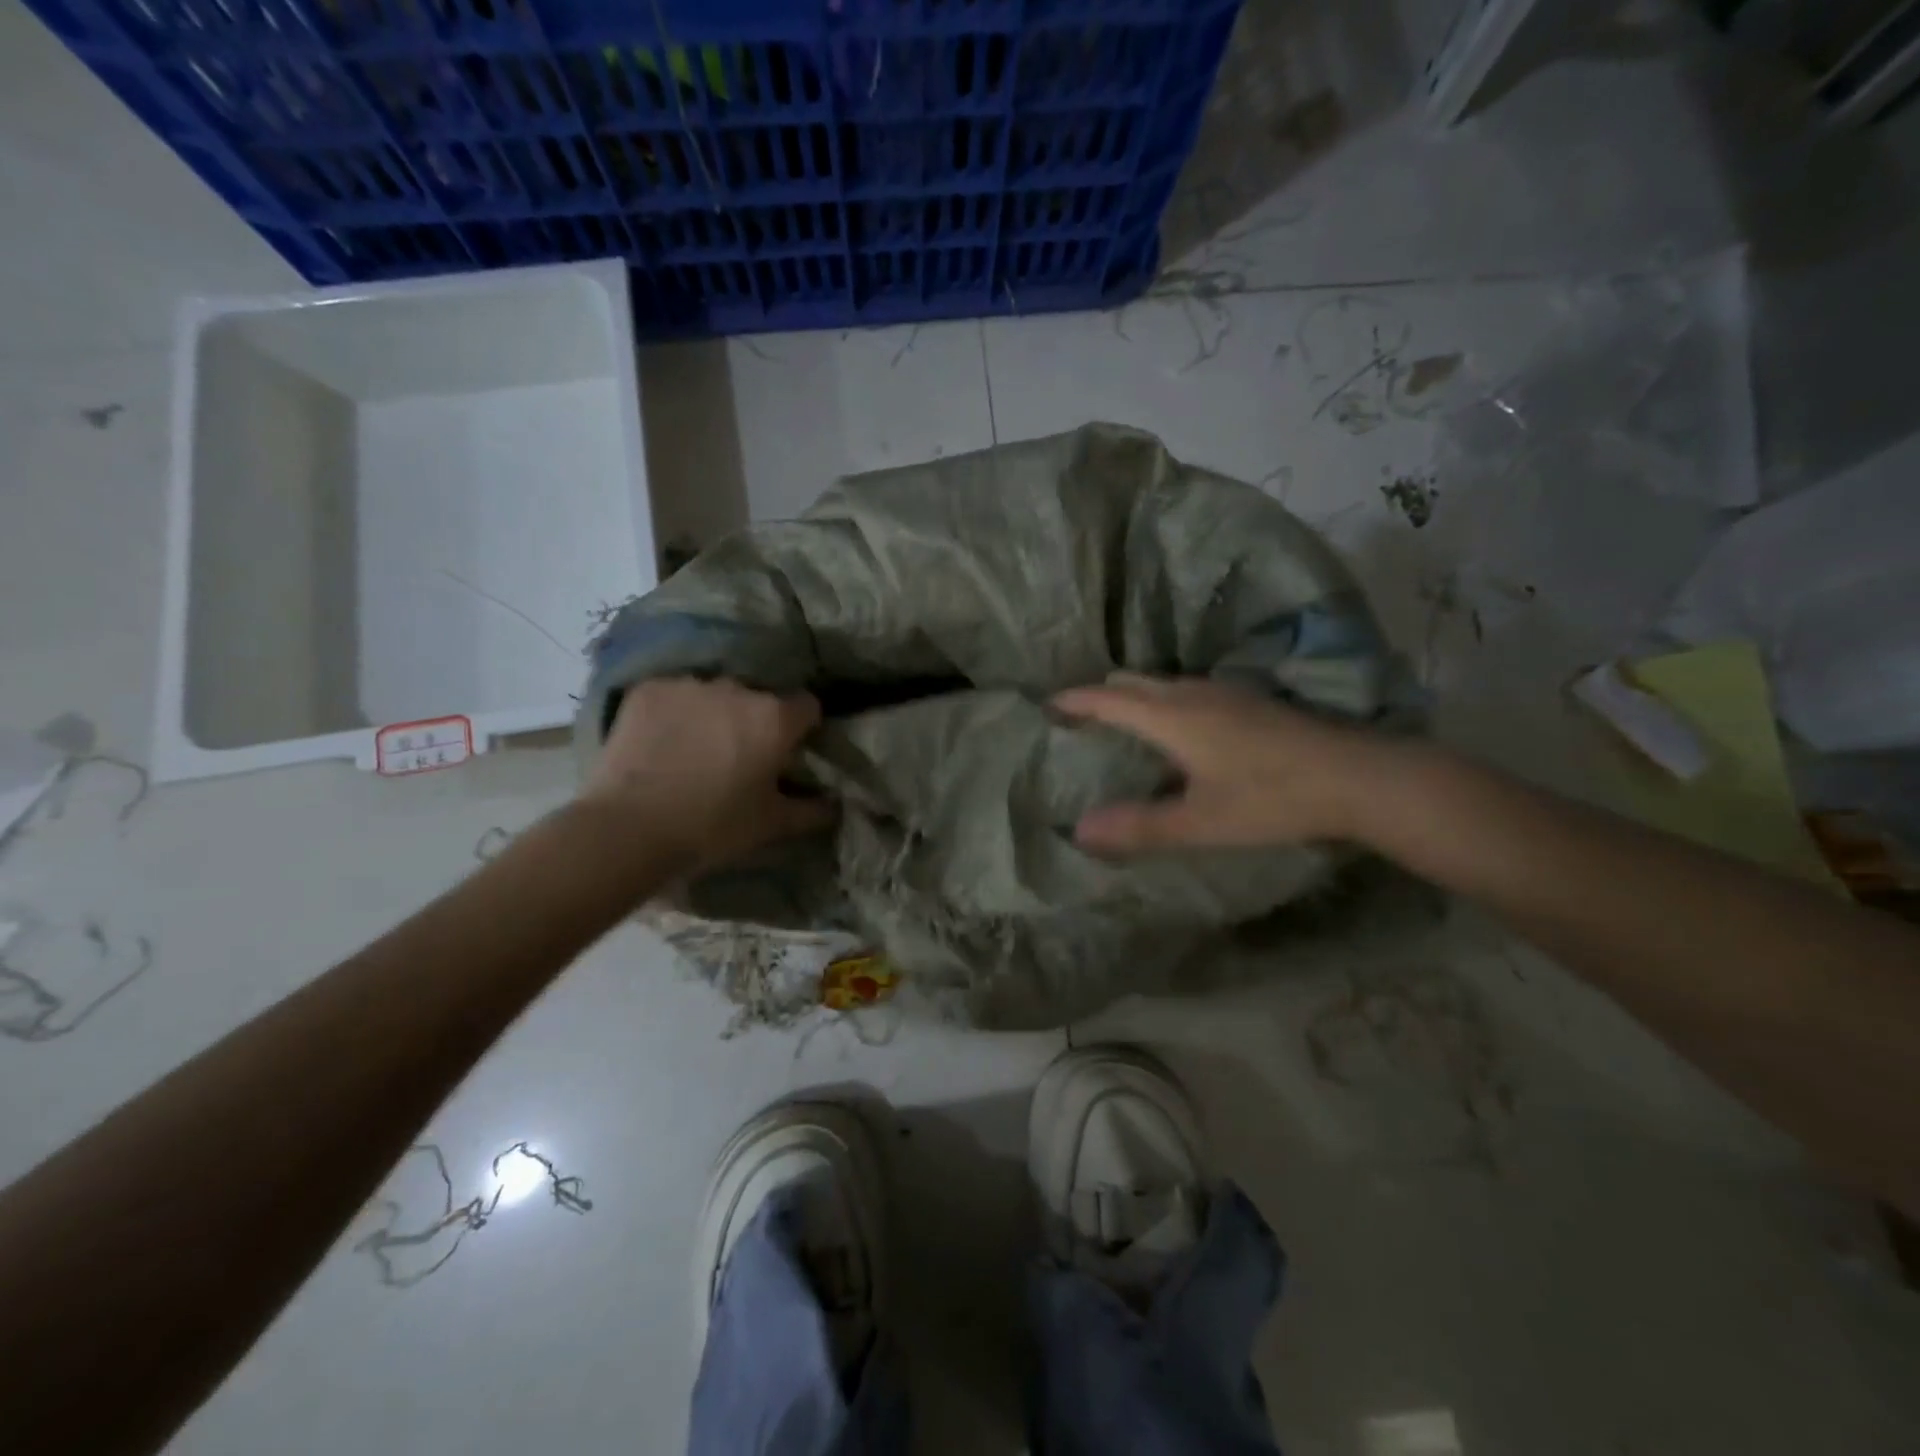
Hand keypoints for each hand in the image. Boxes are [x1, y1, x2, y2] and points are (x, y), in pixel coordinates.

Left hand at [582, 678, 833, 873]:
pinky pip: (673, 695)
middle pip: (758, 699)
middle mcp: (738, 689)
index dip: (803, 728)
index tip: (789, 751)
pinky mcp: (649, 689)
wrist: (629, 828)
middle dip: (754, 721)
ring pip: (714, 695)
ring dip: (713, 714)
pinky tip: (661, 744)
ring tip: (694, 751)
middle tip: (738, 757)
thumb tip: (835, 804)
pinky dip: (674, 713)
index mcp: (775, 718)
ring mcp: (690, 685)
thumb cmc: (713, 826)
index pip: (807, 706)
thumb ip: (813, 810)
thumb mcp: (772, 825)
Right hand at [1054, 674, 1393, 854]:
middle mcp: (1193, 694)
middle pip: (1133, 683)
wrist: (1358, 777)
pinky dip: (1164, 702)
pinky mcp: (1250, 702)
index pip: (1108, 698)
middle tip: (1079, 717)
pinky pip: (1188, 691)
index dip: (1075, 700)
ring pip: (1163, 684)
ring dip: (1135, 696)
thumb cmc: (1271, 798)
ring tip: (1121, 722)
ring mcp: (1226, 693)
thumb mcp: (1200, 822)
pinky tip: (1179, 730)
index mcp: (1172, 716)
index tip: (1047, 704)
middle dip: (1101, 694)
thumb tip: (1079, 831)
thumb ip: (1139, 826)